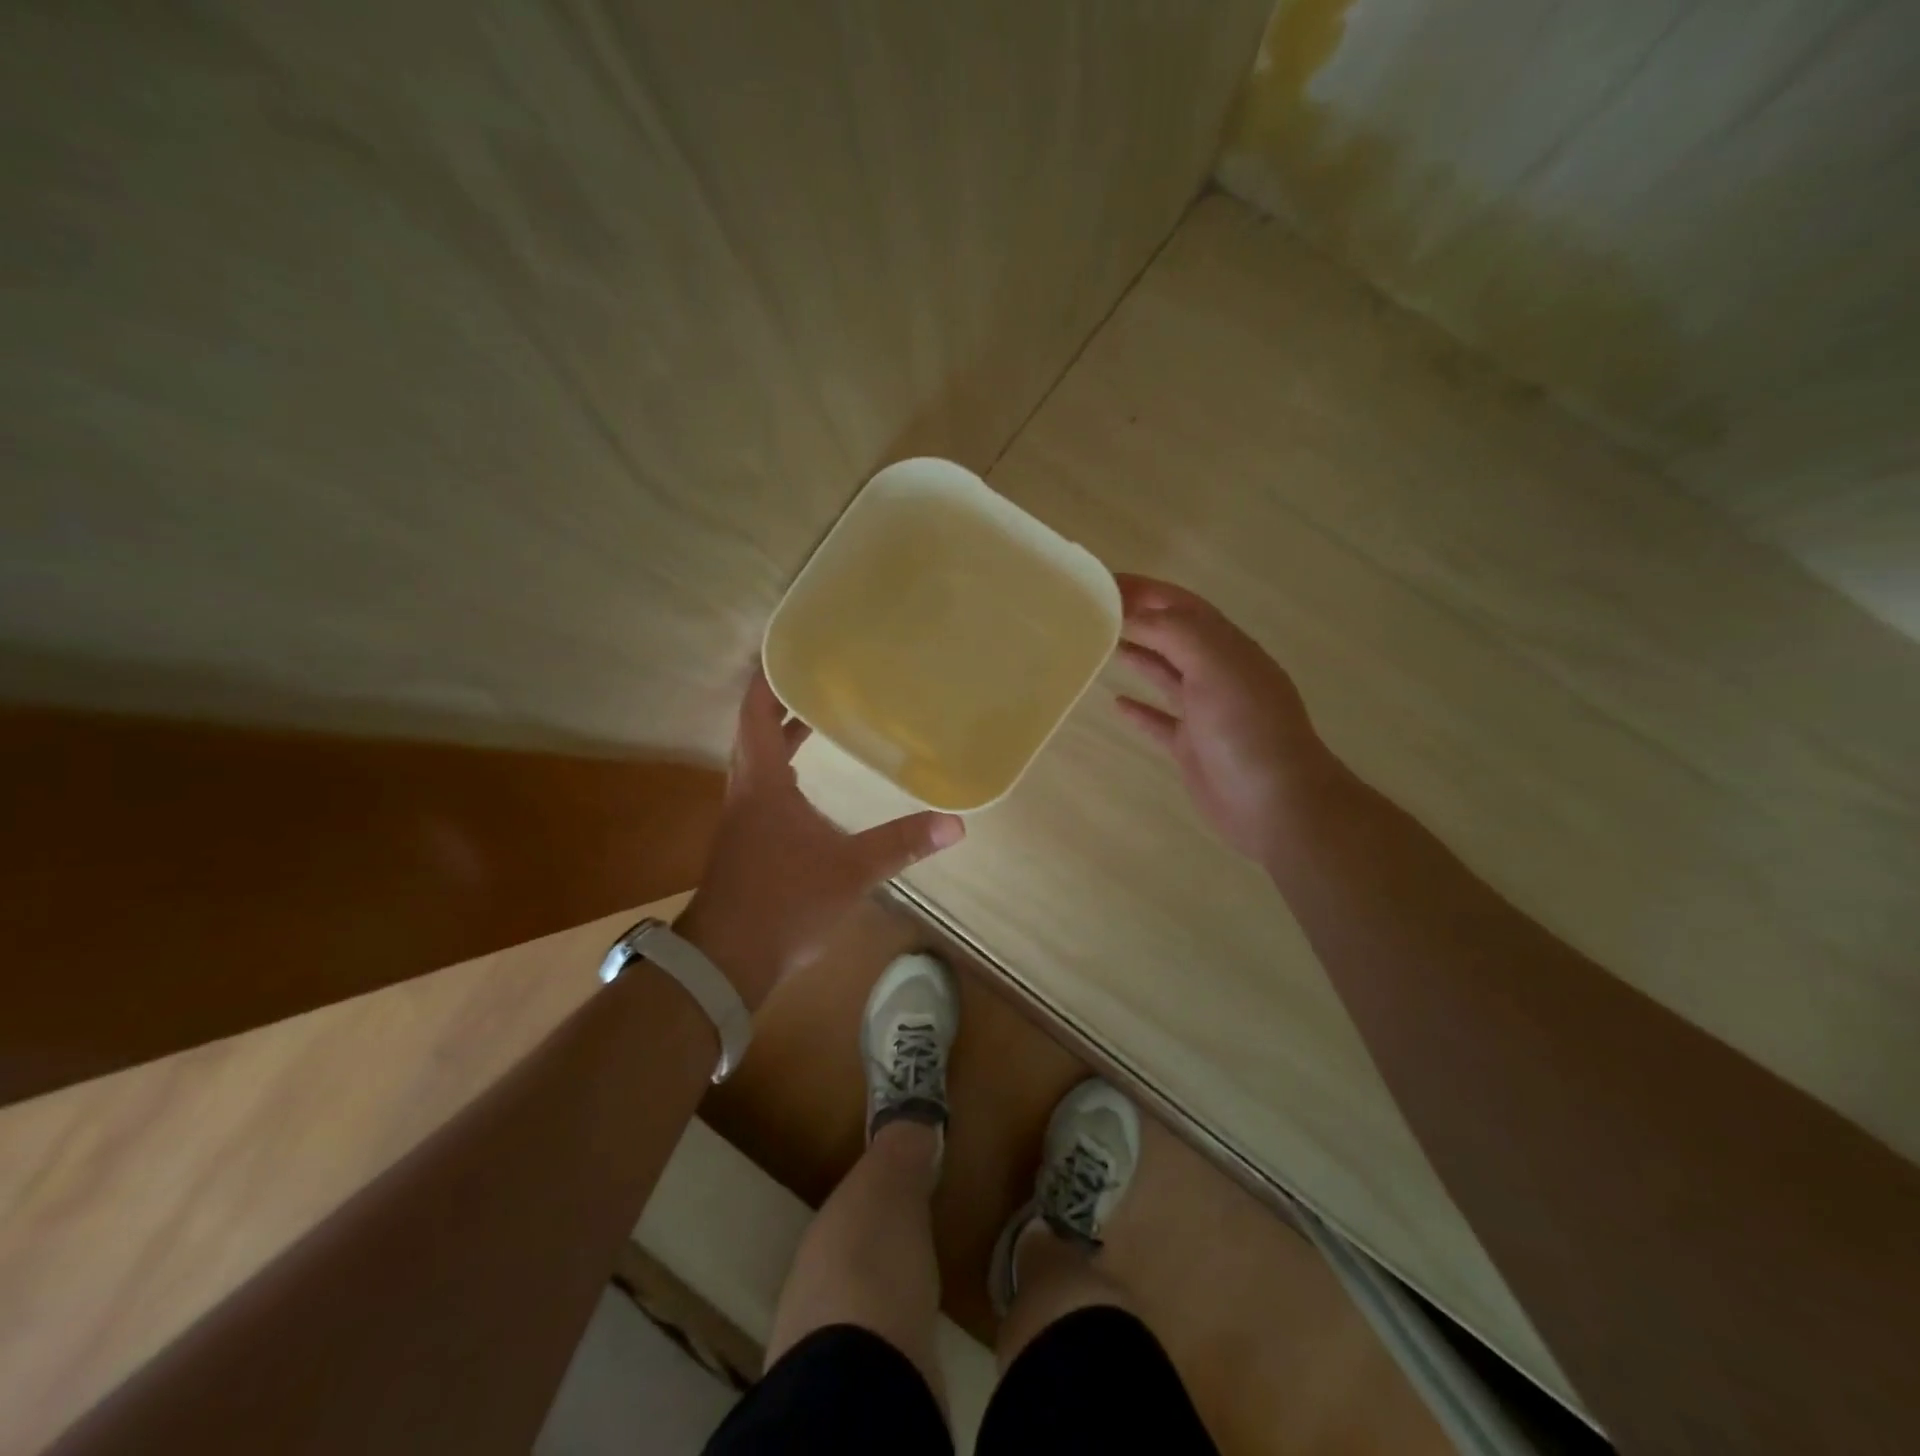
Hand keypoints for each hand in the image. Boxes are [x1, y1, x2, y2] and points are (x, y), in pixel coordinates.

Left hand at [674, 669, 964, 1008]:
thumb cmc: (784, 903)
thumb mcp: (851, 871)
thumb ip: (901, 844)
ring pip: (757, 760)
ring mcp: (743, 818)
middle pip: (756, 731)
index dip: (769, 679)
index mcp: (763, 783)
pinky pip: (763, 787)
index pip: (757, 714)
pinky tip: (807, 783)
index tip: (789, 651)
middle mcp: (746, 791)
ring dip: (781, 735)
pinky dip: (782, 768)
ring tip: (817, 718)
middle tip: (819, 678)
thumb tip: (955, 823)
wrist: (727, 960)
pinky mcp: (746, 841)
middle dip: (783, 702)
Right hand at [1111, 574, 1333, 863]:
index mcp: (1227, 647)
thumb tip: (1135, 613)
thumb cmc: (1247, 730)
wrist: (1276, 804)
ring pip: (1166, 673)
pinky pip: (1160, 720)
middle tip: (1092, 611)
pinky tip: (1116, 703)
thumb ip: (1176, 633)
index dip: (1144, 590)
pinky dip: (1139, 709)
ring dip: (1137, 656)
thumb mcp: (1216, 667)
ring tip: (1100, 644)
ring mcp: (1206, 711)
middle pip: (1172, 635)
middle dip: (1137, 618)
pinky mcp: (1193, 746)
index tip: (1101, 583)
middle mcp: (1218, 673)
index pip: (1180, 606)